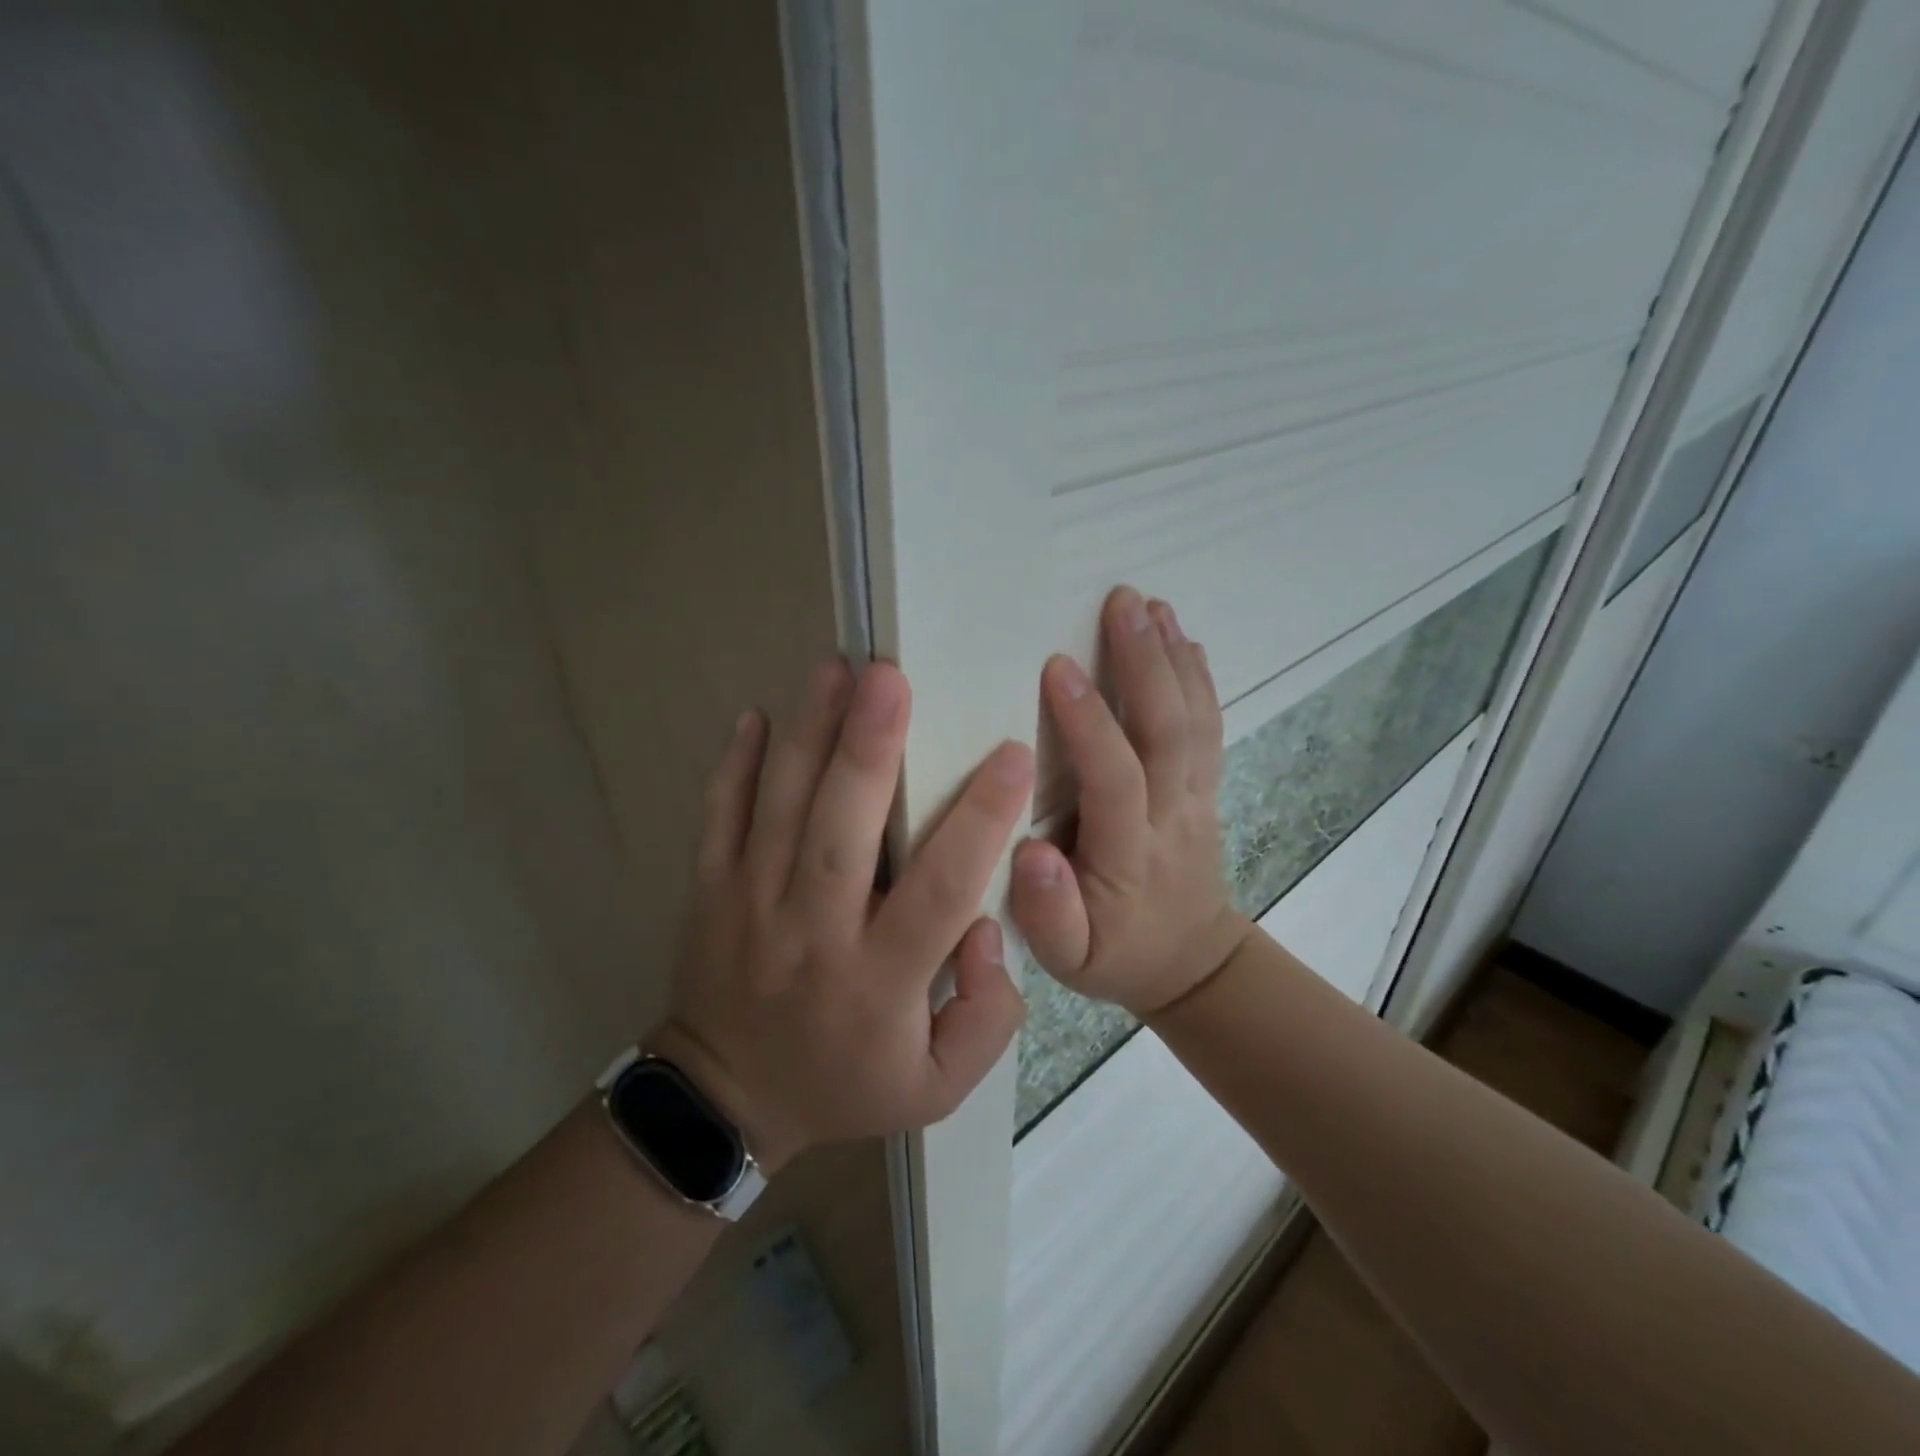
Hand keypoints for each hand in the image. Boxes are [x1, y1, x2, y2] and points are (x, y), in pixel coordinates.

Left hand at [652, 658, 1032, 1172]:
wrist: (726, 1101)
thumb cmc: (846, 1083)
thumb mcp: (938, 1087)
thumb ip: (986, 1016)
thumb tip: (988, 928)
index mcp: (878, 980)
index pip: (939, 890)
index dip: (979, 821)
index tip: (1012, 755)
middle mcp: (812, 932)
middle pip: (840, 831)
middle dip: (868, 749)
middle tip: (891, 678)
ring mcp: (751, 905)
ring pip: (779, 809)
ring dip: (807, 735)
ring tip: (835, 669)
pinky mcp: (711, 891)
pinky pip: (719, 819)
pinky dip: (735, 766)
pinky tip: (757, 715)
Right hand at [1010, 588, 1252, 1016]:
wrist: (1192, 962)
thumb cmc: (1117, 953)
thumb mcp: (1069, 958)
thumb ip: (1048, 912)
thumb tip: (1031, 852)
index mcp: (1130, 855)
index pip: (1115, 778)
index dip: (1090, 723)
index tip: (1057, 666)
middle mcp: (1173, 817)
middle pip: (1168, 732)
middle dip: (1146, 663)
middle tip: (1122, 602)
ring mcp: (1198, 798)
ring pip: (1195, 721)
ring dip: (1175, 658)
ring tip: (1153, 604)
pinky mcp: (1207, 788)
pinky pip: (1210, 727)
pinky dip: (1200, 679)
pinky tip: (1185, 639)